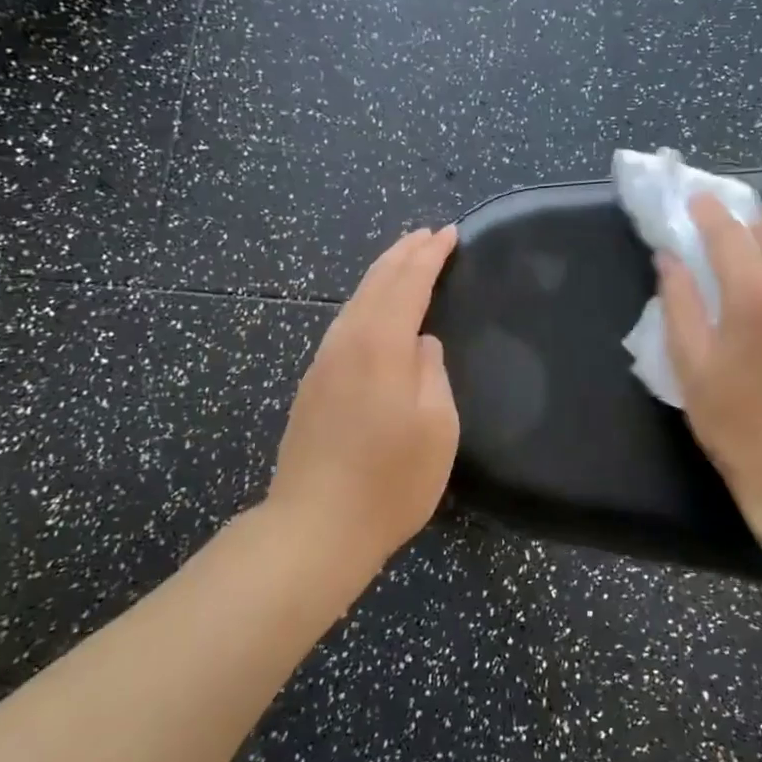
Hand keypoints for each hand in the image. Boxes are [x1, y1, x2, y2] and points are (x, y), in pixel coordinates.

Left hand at [267, 226, 459, 565]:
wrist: (314, 527)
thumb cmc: (390, 482)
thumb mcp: (436, 428)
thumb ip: (432, 373)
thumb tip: (421, 344)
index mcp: (381, 346)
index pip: (408, 283)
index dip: (430, 256)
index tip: (449, 234)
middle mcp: (347, 342)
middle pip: (376, 282)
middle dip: (404, 254)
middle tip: (428, 234)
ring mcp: (323, 362)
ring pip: (355, 300)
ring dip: (382, 273)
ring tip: (403, 256)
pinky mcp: (312, 383)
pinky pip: (344, 322)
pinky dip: (365, 300)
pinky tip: (372, 307)